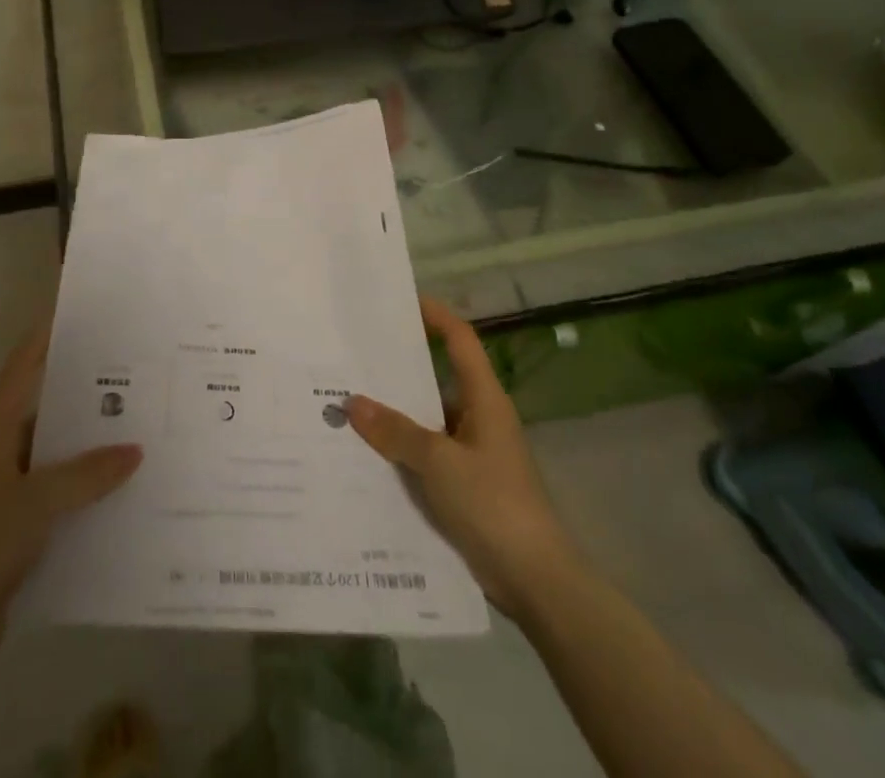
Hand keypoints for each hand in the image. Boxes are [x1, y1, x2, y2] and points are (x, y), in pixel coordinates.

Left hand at [0, 321, 141, 656]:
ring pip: (49, 448)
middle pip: (40, 405)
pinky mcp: (10, 520)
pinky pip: (51, 485)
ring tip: (131, 425)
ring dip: (82, 441)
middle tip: (126, 372)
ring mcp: (1, 485)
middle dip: (79, 391)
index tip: (77, 314)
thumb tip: (135, 451)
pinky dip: (78, 481)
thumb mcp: (39, 501)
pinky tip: (114, 485)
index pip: (21, 368)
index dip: (45, 338)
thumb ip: (88, 474)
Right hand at [346, 298, 577, 616]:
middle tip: (355, 356)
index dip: (435, 316)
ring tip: (348, 403)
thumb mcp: (438, 462)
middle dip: (399, 368)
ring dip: (395, 414)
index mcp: (484, 400)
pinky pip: (427, 454)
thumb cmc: (493, 504)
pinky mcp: (466, 485)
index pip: (460, 340)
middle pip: (437, 378)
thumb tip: (353, 402)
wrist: (536, 581)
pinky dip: (401, 450)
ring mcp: (473, 453)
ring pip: (428, 420)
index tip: (400, 302)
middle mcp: (479, 418)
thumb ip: (395, 432)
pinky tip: (367, 454)